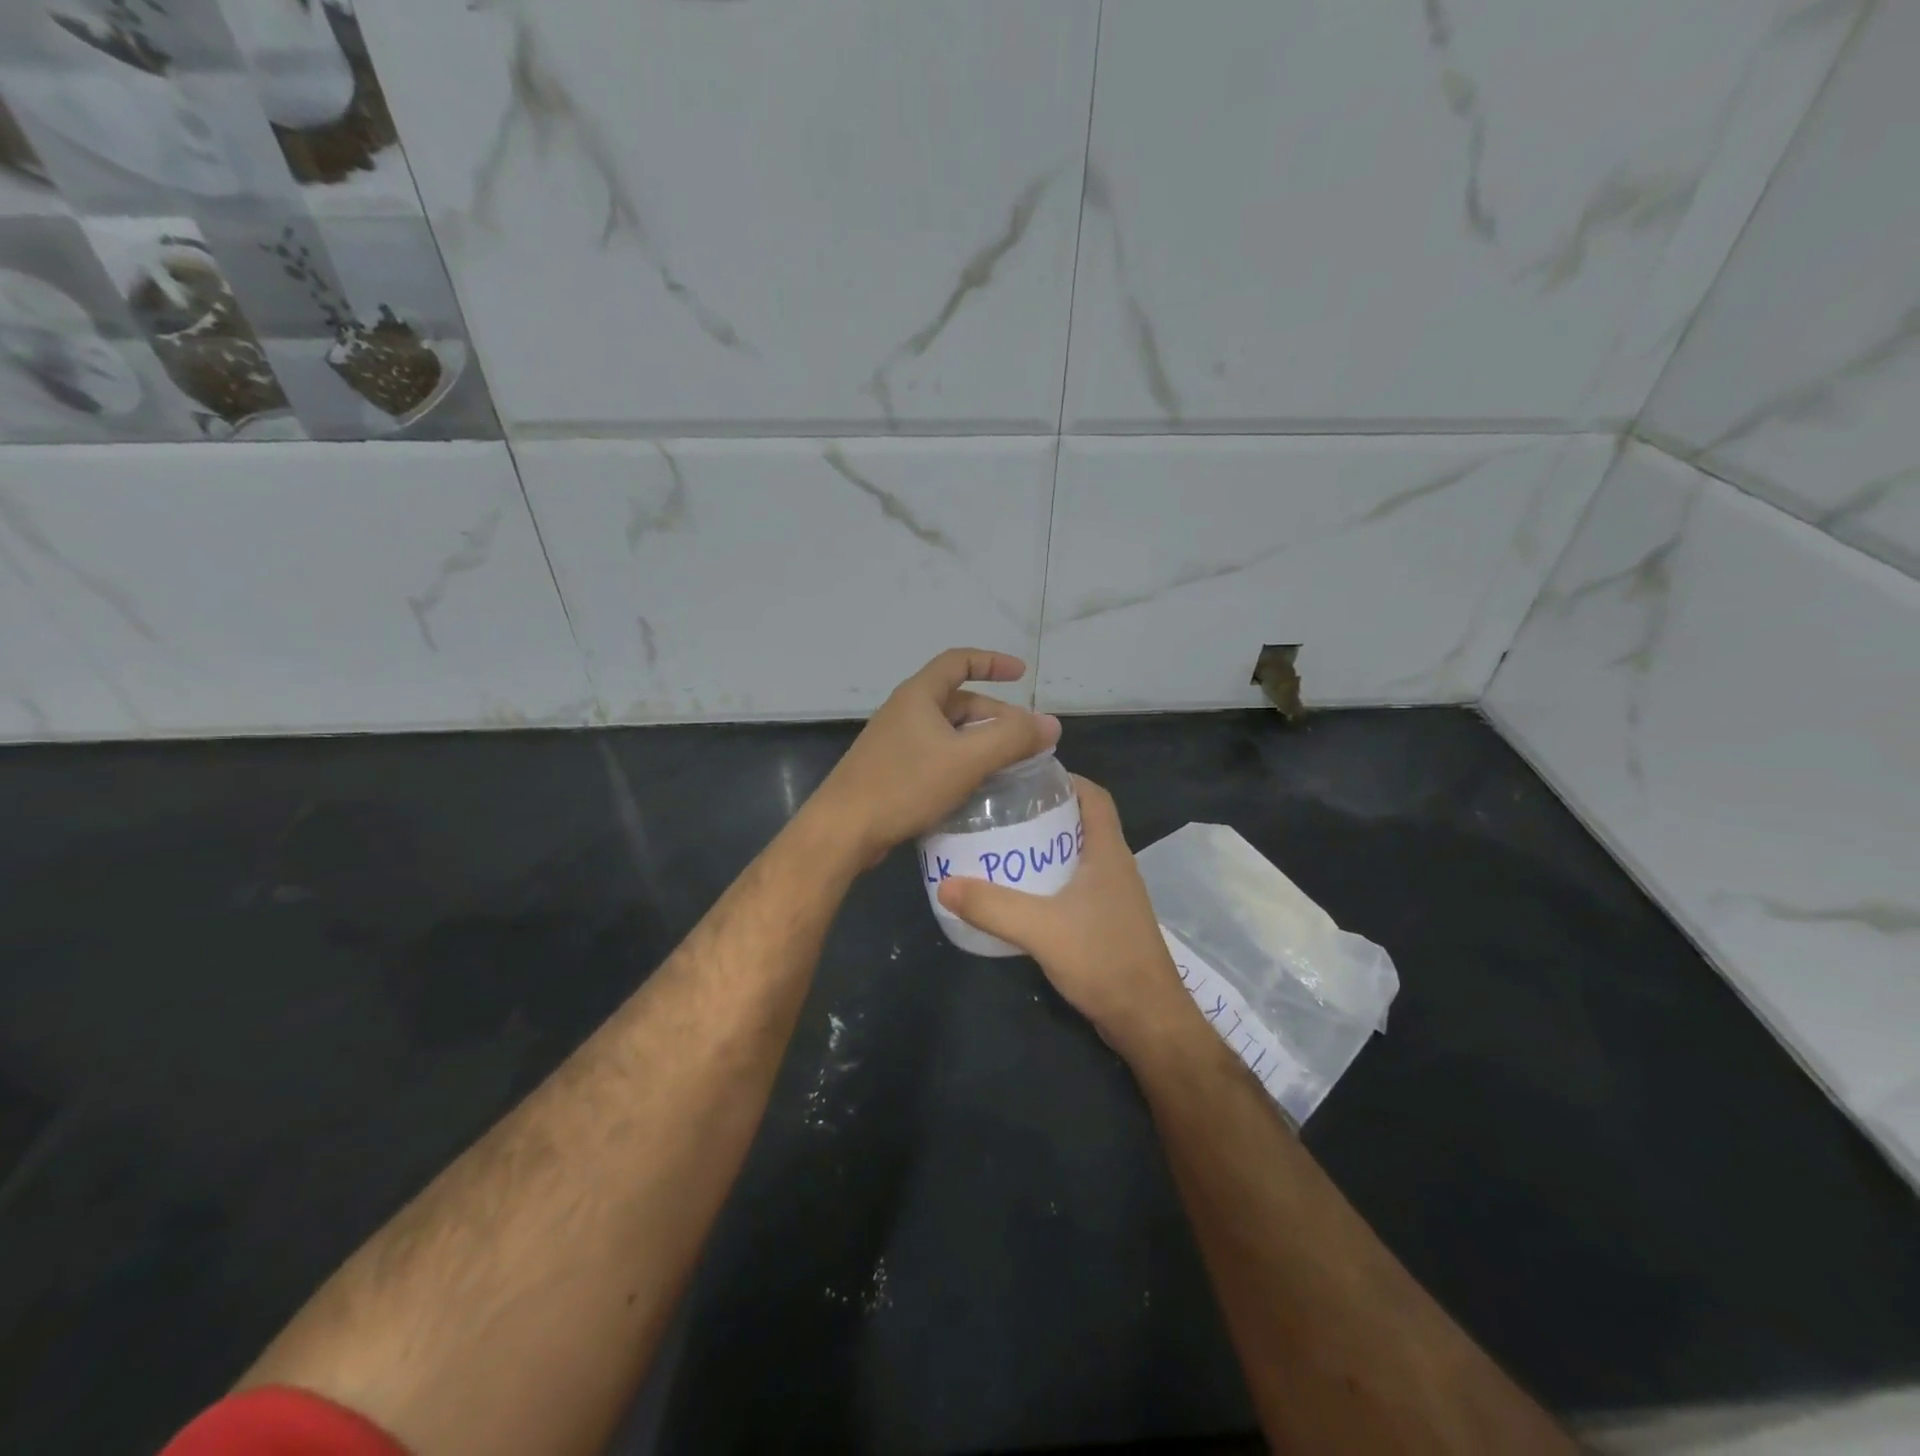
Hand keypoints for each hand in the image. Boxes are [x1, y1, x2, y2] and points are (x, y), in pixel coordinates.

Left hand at [809, 649, 1060, 867]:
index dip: (992, 662)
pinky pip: (935, 756)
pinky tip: (976, 787)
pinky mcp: (891, 771)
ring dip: (979, 741)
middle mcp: (905, 712)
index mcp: (919, 696)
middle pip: (957, 701)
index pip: (959, 661)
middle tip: (1024, 738)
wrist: (844, 829)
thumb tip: (1051, 724)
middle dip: (994, 714)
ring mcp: (895, 742)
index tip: (1022, 674)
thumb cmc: (904, 785)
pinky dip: (960, 762)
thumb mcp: (966, 759)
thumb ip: (1012, 739)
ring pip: (947, 732)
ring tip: (1008, 764)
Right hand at [937, 776, 1195, 1055]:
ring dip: (1046, 848)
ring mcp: (1114, 896)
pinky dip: (1050, 880)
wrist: (1147, 1020)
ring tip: (1003, 847)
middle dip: (1045, 813)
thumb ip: (992, 907)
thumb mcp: (1041, 929)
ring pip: (1078, 856)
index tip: (1025, 777)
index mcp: (1108, 852)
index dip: (1066, 779)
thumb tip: (945, 884)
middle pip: (1082, 822)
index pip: (1094, 796)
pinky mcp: (1107, 922)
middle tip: (1002, 812)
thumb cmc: (1103, 959)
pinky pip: (1076, 886)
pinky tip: (1021, 895)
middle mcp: (1115, 866)